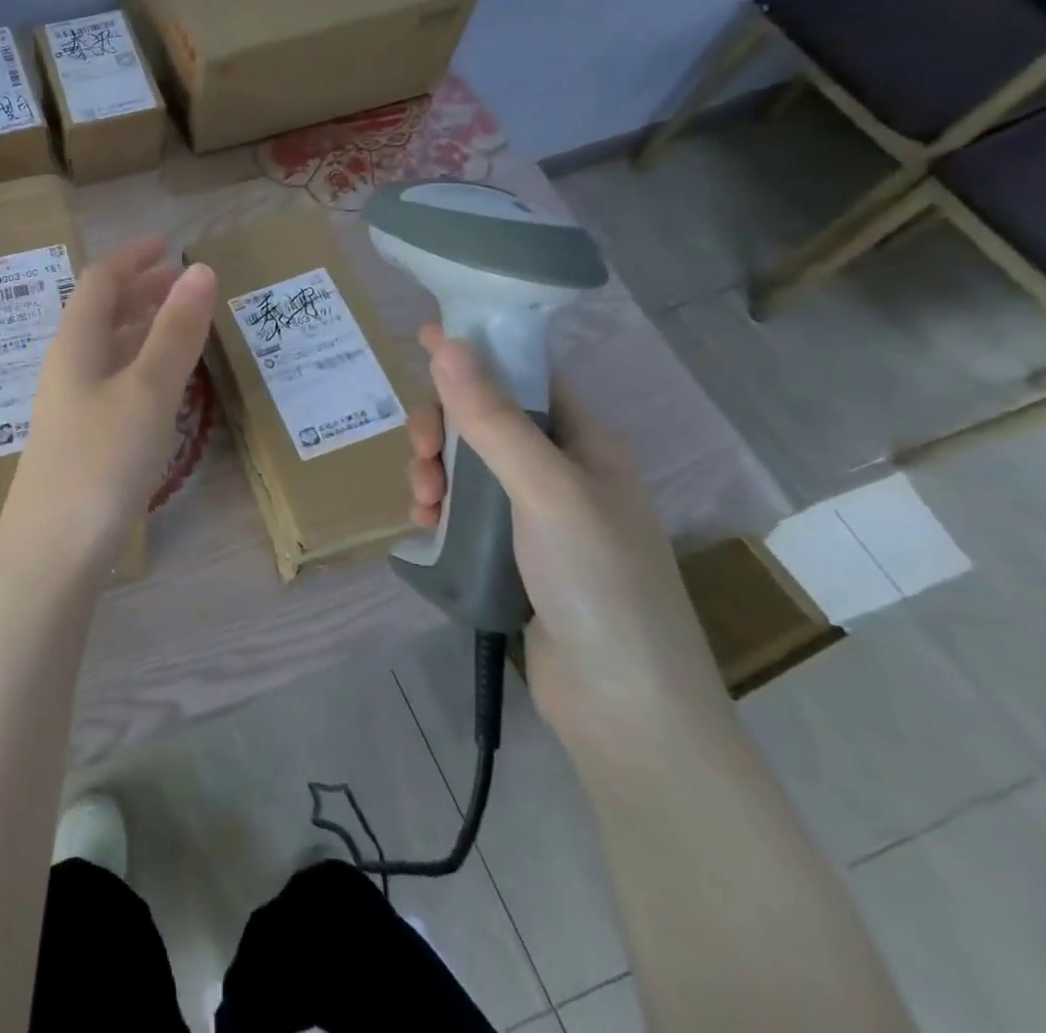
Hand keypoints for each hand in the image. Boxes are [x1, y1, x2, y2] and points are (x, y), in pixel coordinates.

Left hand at [0, 239, 216, 586]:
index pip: (100, 281)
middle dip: (140, 290)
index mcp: (75, 344)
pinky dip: (139, 365)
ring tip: (180, 323)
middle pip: (100, 312)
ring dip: (141, 327)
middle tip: (182, 282)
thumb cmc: (100, 462)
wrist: (52, 552)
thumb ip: (175, 332)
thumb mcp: (147, 391)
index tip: (169, 243)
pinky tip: (160, 382)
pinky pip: (112, 381)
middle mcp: (67, 367)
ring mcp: (70, 406)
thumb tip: (200, 269)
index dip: (133, 257)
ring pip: (106, 348)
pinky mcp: (79, 439)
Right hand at [415, 324, 730, 745]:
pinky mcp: (511, 556)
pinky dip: (438, 510)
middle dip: (444, 428)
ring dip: (435, 471)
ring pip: (467, 467)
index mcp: (586, 444)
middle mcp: (562, 473)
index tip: (422, 337)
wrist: (625, 708)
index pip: (526, 376)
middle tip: (420, 453)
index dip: (476, 353)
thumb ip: (493, 418)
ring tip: (422, 502)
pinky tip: (426, 528)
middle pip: (486, 421)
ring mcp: (537, 518)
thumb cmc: (599, 584)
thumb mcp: (546, 491)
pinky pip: (462, 511)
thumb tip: (446, 343)